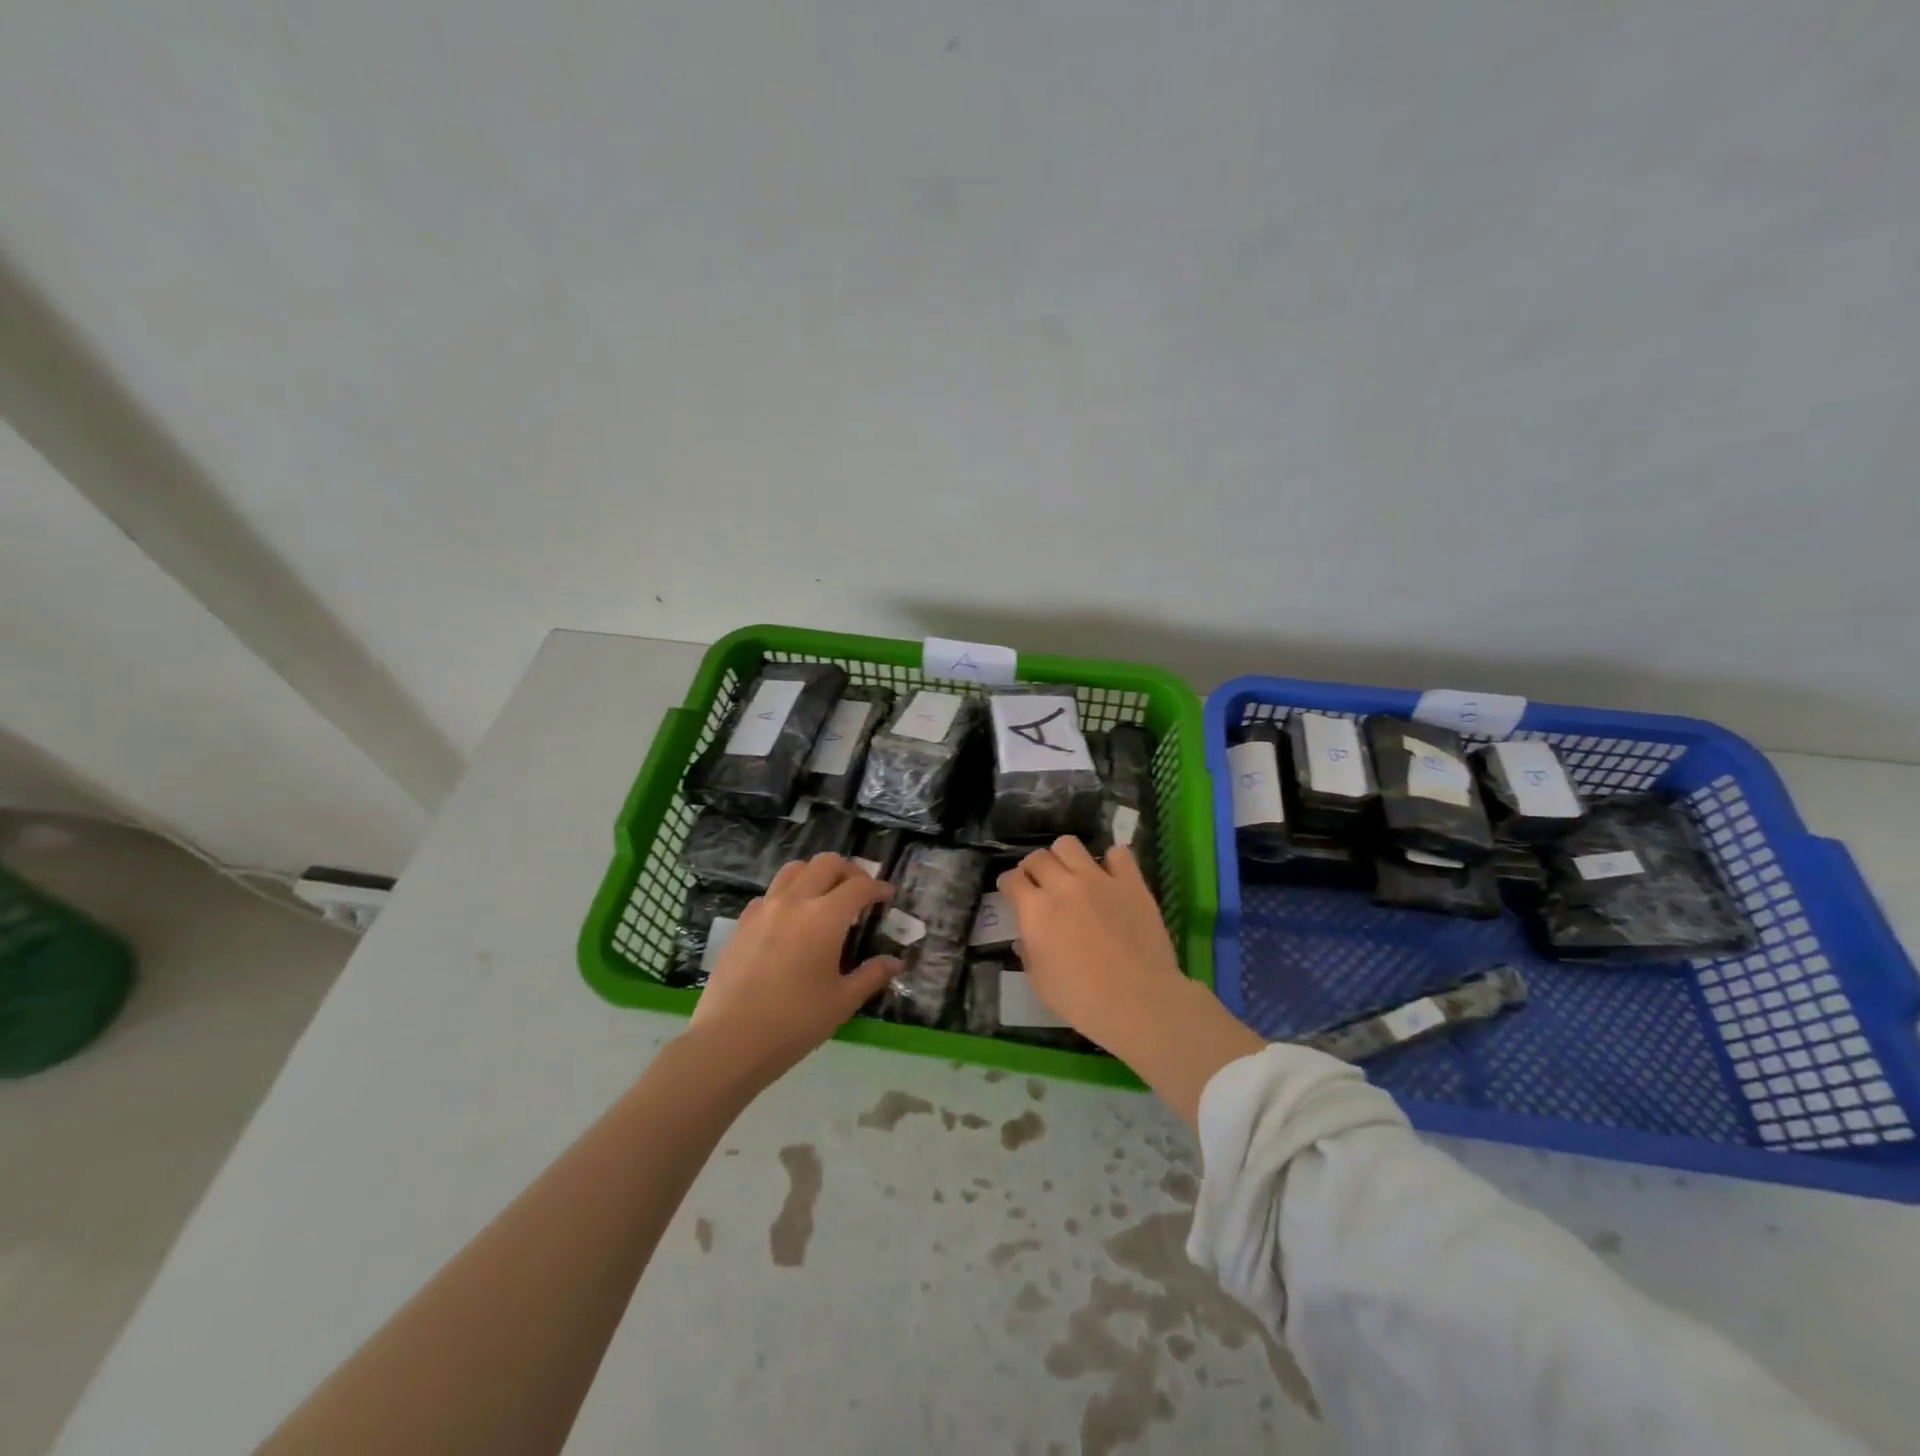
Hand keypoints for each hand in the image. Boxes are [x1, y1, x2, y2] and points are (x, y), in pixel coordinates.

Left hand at [690, 853, 898, 1083]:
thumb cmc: (795, 1022)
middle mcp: (795, 901)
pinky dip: (788, 895)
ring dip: (816, 875)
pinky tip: (791, 921)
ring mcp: (764, 909)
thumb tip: (895, 963)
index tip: (887, 897)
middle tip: (860, 892)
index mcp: (825, 917)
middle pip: (826, 864)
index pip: (859, 887)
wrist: (730, 1040)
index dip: (878, 888)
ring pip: (794, 870)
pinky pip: (769, 894)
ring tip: (825, 897)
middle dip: (849, 871)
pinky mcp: (742, 923)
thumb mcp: (842, 1001)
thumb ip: (871, 976)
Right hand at [996, 839, 1185, 1053]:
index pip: (1011, 879)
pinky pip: (1118, 854)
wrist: (1137, 1001)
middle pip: (1038, 857)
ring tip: (1070, 872)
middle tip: (1039, 882)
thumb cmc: (1081, 1000)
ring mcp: (1098, 879)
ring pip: (1070, 845)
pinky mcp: (1131, 882)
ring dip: (1064, 856)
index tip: (1011, 891)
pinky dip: (1111, 860)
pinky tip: (1111, 875)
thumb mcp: (1039, 982)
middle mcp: (1062, 886)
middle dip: (1032, 867)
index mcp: (1035, 910)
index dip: (1008, 883)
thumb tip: (1025, 938)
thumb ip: (1028, 952)